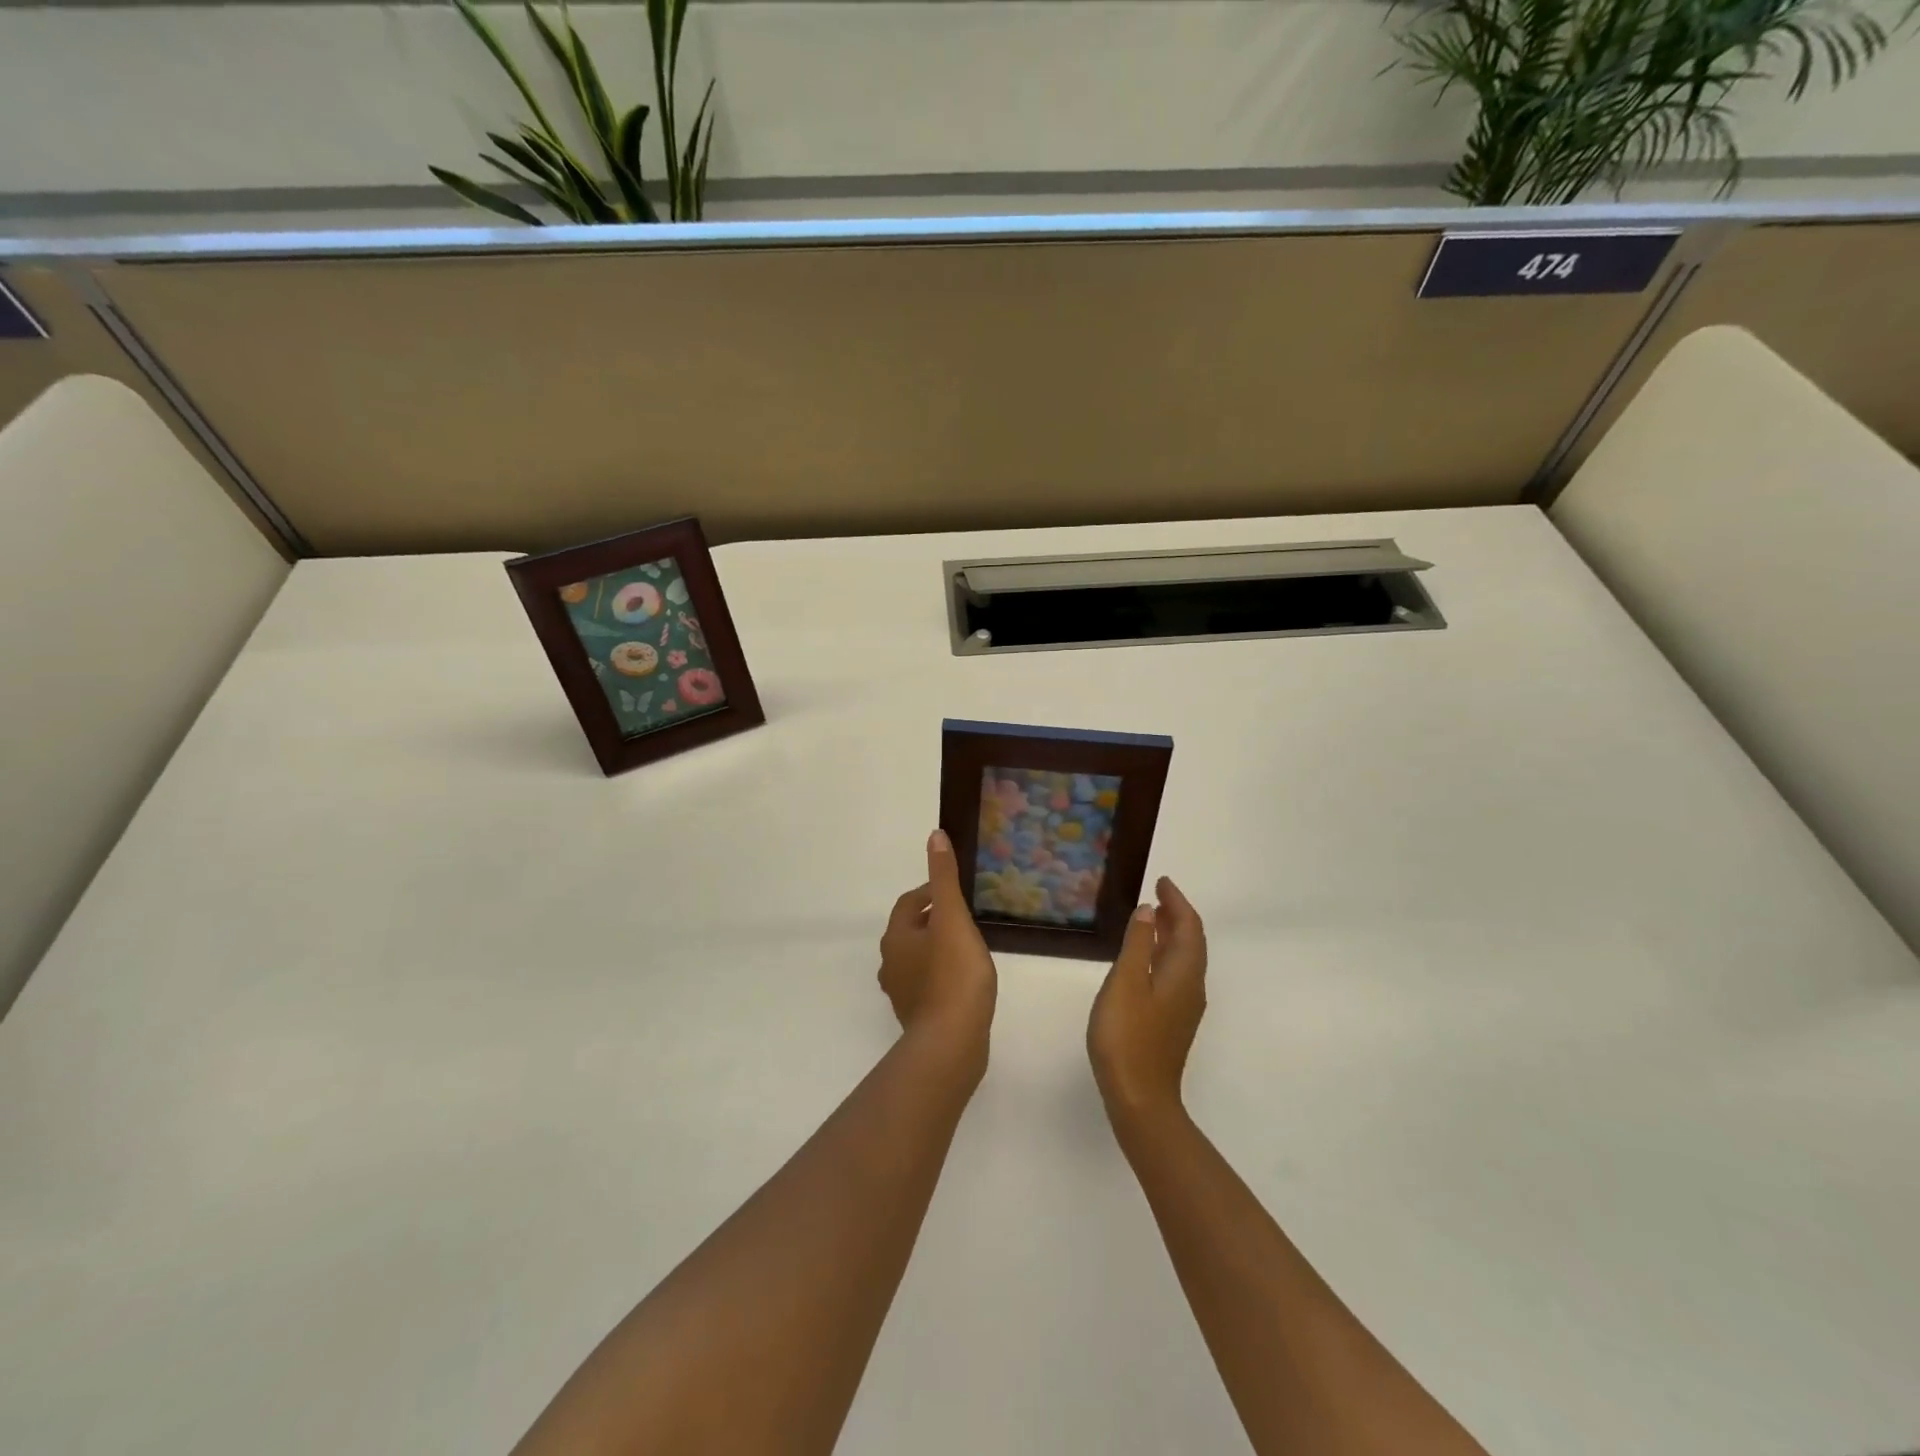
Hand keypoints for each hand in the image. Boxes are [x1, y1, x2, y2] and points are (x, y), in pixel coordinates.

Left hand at [878, 830, 997, 1059]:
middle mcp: (891, 963)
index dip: (932, 893)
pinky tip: (965, 982)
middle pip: (911, 931)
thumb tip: (934, 835)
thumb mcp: (952, 917)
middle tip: (966, 919)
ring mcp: (901, 993)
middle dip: (935, 921)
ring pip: (918, 958)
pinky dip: (942, 975)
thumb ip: (944, 878)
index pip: (910, 903)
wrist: (952, 1042)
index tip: (958, 894)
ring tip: (968, 948)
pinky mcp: (917, 1016)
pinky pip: (927, 985)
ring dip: (937, 949)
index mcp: (896, 937)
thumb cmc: (953, 974)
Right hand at [1087, 876, 1207, 1124]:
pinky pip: (1175, 974)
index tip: (1162, 881)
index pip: (1189, 927)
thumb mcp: (1126, 982)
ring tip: (1151, 919)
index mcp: (1184, 973)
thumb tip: (1150, 910)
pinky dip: (1164, 954)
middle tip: (1157, 894)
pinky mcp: (1173, 1022)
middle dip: (1177, 915)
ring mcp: (1184, 1007)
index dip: (1177, 902)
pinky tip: (1145, 959)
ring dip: (1171, 935)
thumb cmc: (1128, 1035)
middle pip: (1191, 942)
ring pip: (1184, 960)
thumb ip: (1137, 943)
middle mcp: (1192, 987)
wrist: (1140, 1097)